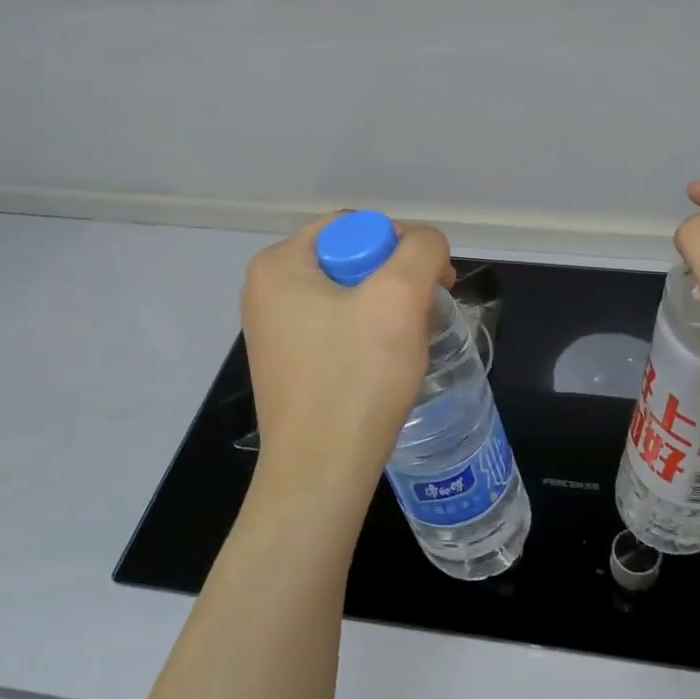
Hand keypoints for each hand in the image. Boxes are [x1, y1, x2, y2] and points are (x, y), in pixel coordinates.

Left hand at [240, 216, 453, 511]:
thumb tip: (426, 246)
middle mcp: (266, 291)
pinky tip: (385, 366)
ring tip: (408, 344)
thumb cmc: (356, 377)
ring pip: (349, 296)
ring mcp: (274, 330)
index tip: (433, 283)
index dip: (400, 246)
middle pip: (351, 259)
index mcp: (278, 264)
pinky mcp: (288, 364)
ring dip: (387, 310)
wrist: (321, 473)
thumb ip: (421, 249)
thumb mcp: (399, 297)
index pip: (354, 226)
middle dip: (396, 280)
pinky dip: (368, 337)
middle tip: (426, 313)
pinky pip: (337, 329)